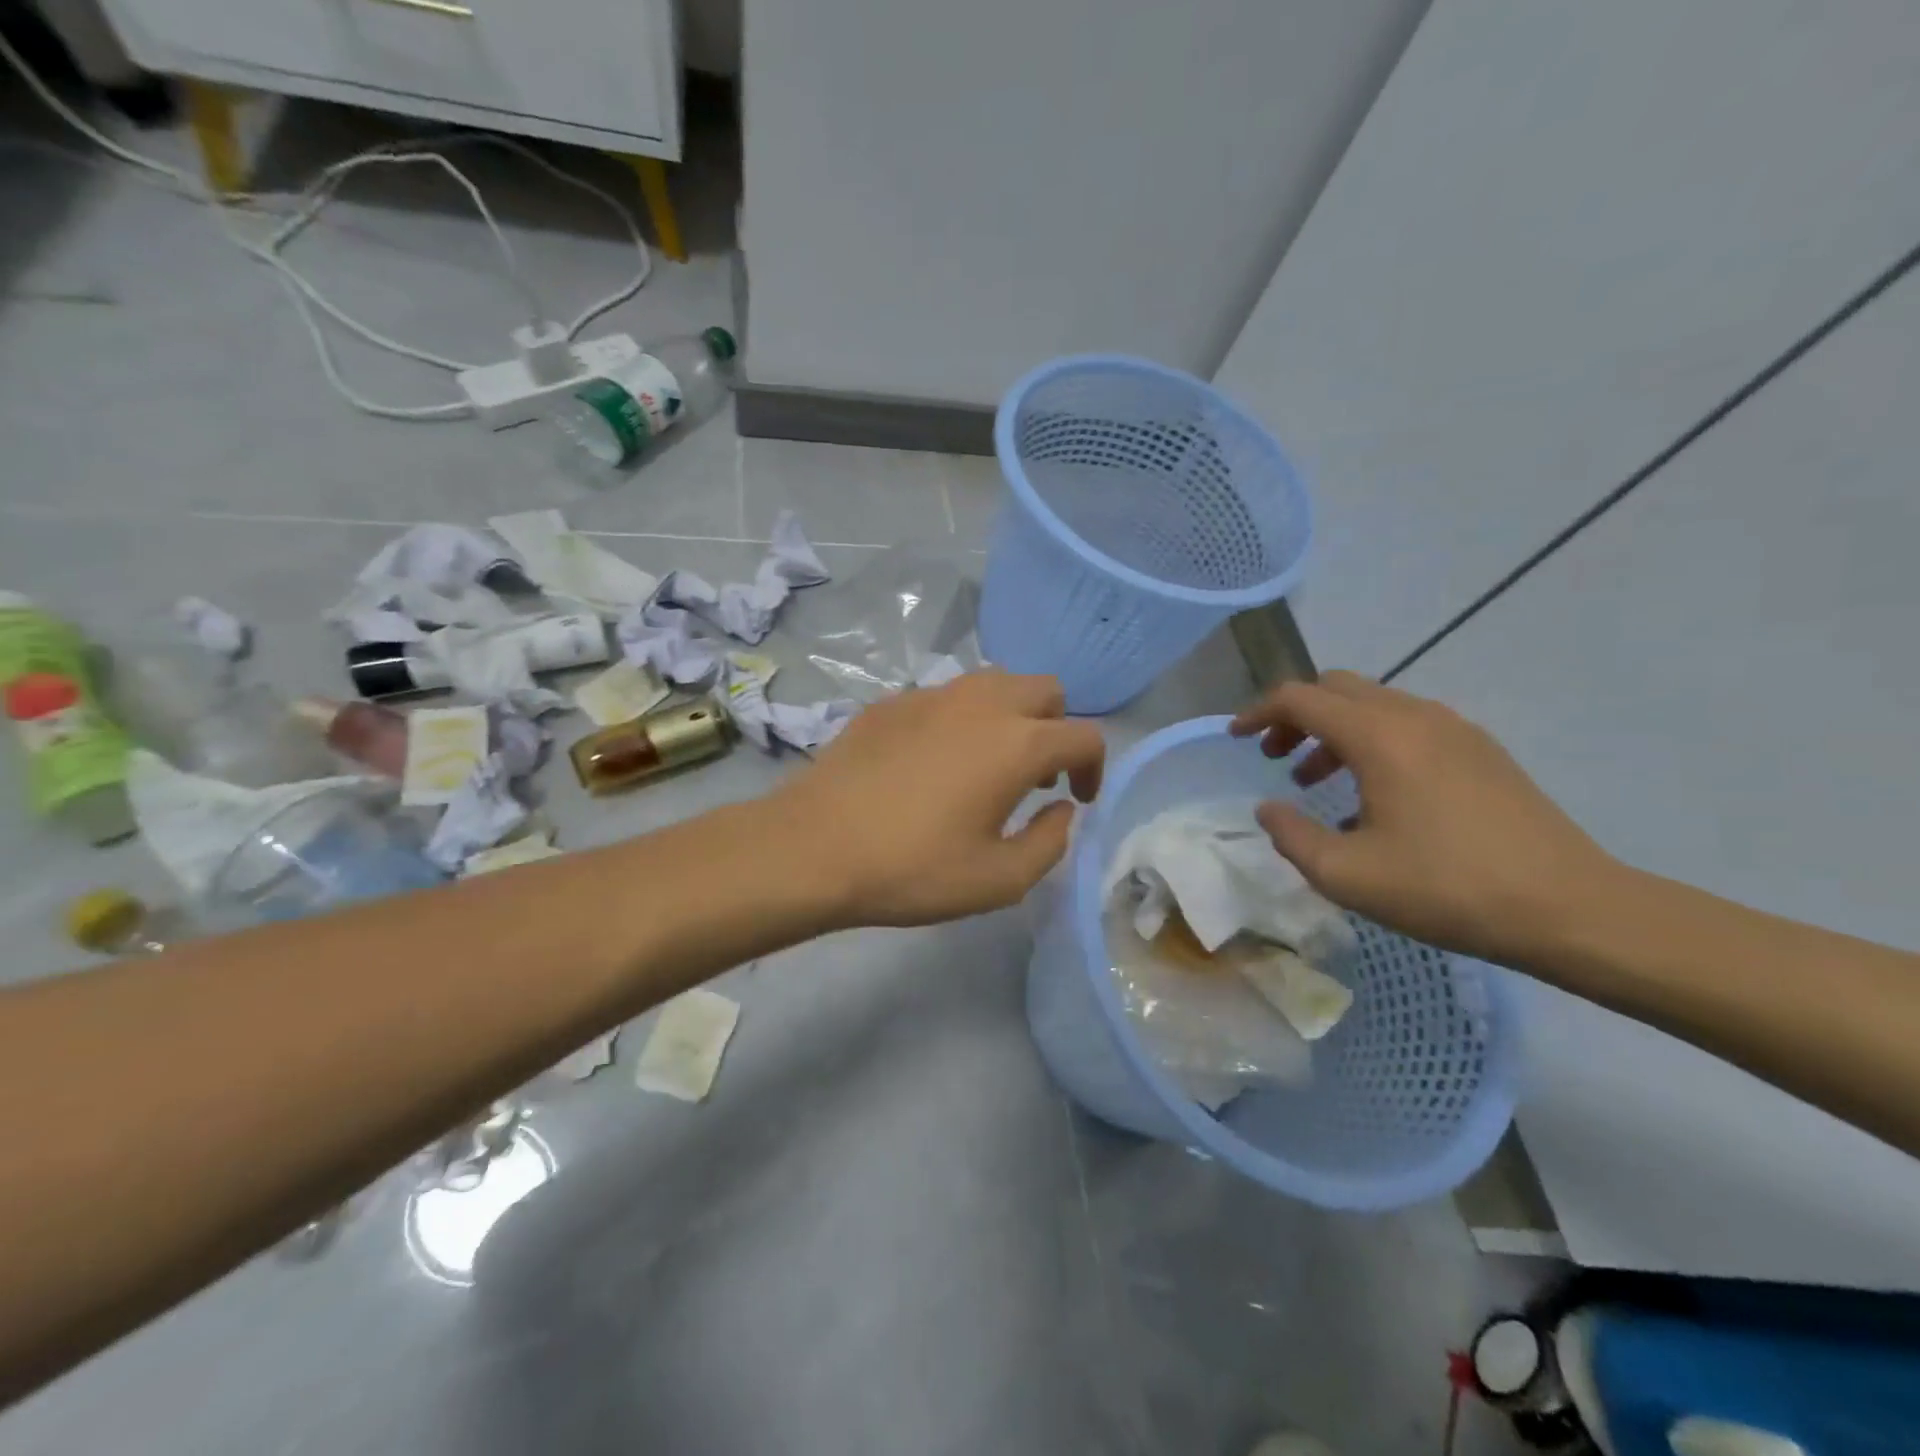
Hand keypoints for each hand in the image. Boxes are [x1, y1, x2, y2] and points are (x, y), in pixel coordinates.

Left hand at [773, 670, 1103, 928]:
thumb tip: (1063, 809)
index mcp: (1017, 743)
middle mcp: (981, 703)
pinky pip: (946, 696)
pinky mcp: (892, 702)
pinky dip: (961, 719)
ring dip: (1010, 715)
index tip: (1078, 799)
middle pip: (1045, 690)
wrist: (814, 847)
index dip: (1094, 768)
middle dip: (1055, 728)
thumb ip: (1050, 842)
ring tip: (989, 764)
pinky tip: (933, 763)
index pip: (1084, 736)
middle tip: (1036, 776)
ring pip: (994, 683)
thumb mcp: (999, 880)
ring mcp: (932, 695)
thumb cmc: (913, 869)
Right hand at [1230, 672, 1617, 965]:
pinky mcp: (1481, 750)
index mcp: (1379, 736)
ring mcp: (1455, 729)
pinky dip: (1372, 742)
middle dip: (1296, 715)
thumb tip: (1269, 808)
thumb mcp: (1346, 874)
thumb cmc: (1447, 888)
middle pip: (1336, 688)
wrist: (1570, 908)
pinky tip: (1373, 798)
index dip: (1259, 712)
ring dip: (1334, 730)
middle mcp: (1415, 716)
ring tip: (1316, 780)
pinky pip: (1408, 725)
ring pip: (1374, 704)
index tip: (1236, 737)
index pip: (1300, 698)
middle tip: (1275, 757)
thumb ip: (1291, 836)